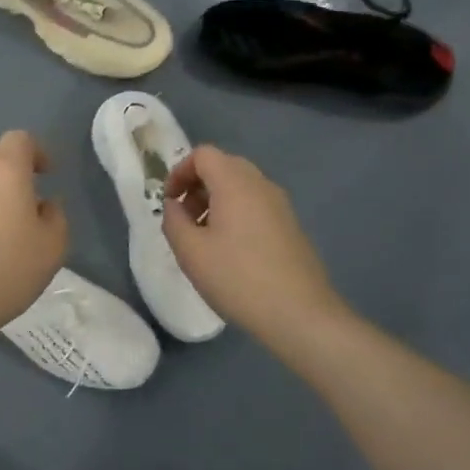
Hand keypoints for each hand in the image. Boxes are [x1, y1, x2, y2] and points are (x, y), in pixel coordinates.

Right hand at [162, 145, 350, 343]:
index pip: (203, 155)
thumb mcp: (190, 252)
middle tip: (183, 218)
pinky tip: (229, 251)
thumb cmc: (238, 278)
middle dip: (197, 186)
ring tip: (203, 238)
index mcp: (235, 183)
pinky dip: (235, 213)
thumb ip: (173, 221)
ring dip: (215, 201)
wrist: (300, 314)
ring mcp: (280, 205)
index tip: (169, 202)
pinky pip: (255, 205)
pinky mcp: (290, 225)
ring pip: (240, 186)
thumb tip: (174, 205)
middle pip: (223, 166)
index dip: (179, 172)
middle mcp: (261, 185)